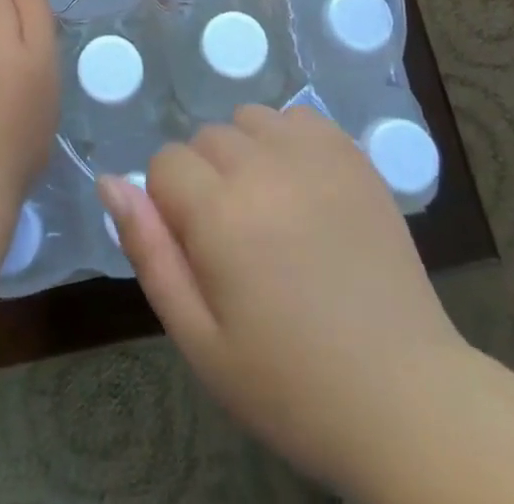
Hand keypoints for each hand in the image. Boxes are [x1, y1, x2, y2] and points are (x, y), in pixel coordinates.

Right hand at [100, 105, 464, 498]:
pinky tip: (304, 189)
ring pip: (248, 119)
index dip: (171, 207)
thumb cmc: (291, 383)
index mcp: (220, 212)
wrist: (405, 397)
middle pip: (205, 138)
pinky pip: (297, 117)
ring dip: (245, 154)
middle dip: (205, 180)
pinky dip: (288, 140)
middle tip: (236, 242)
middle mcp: (264, 165)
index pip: (164, 164)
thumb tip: (109, 182)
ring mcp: (314, 154)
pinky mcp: (352, 154)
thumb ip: (149, 252)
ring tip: (270, 211)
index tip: (199, 251)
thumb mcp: (200, 339)